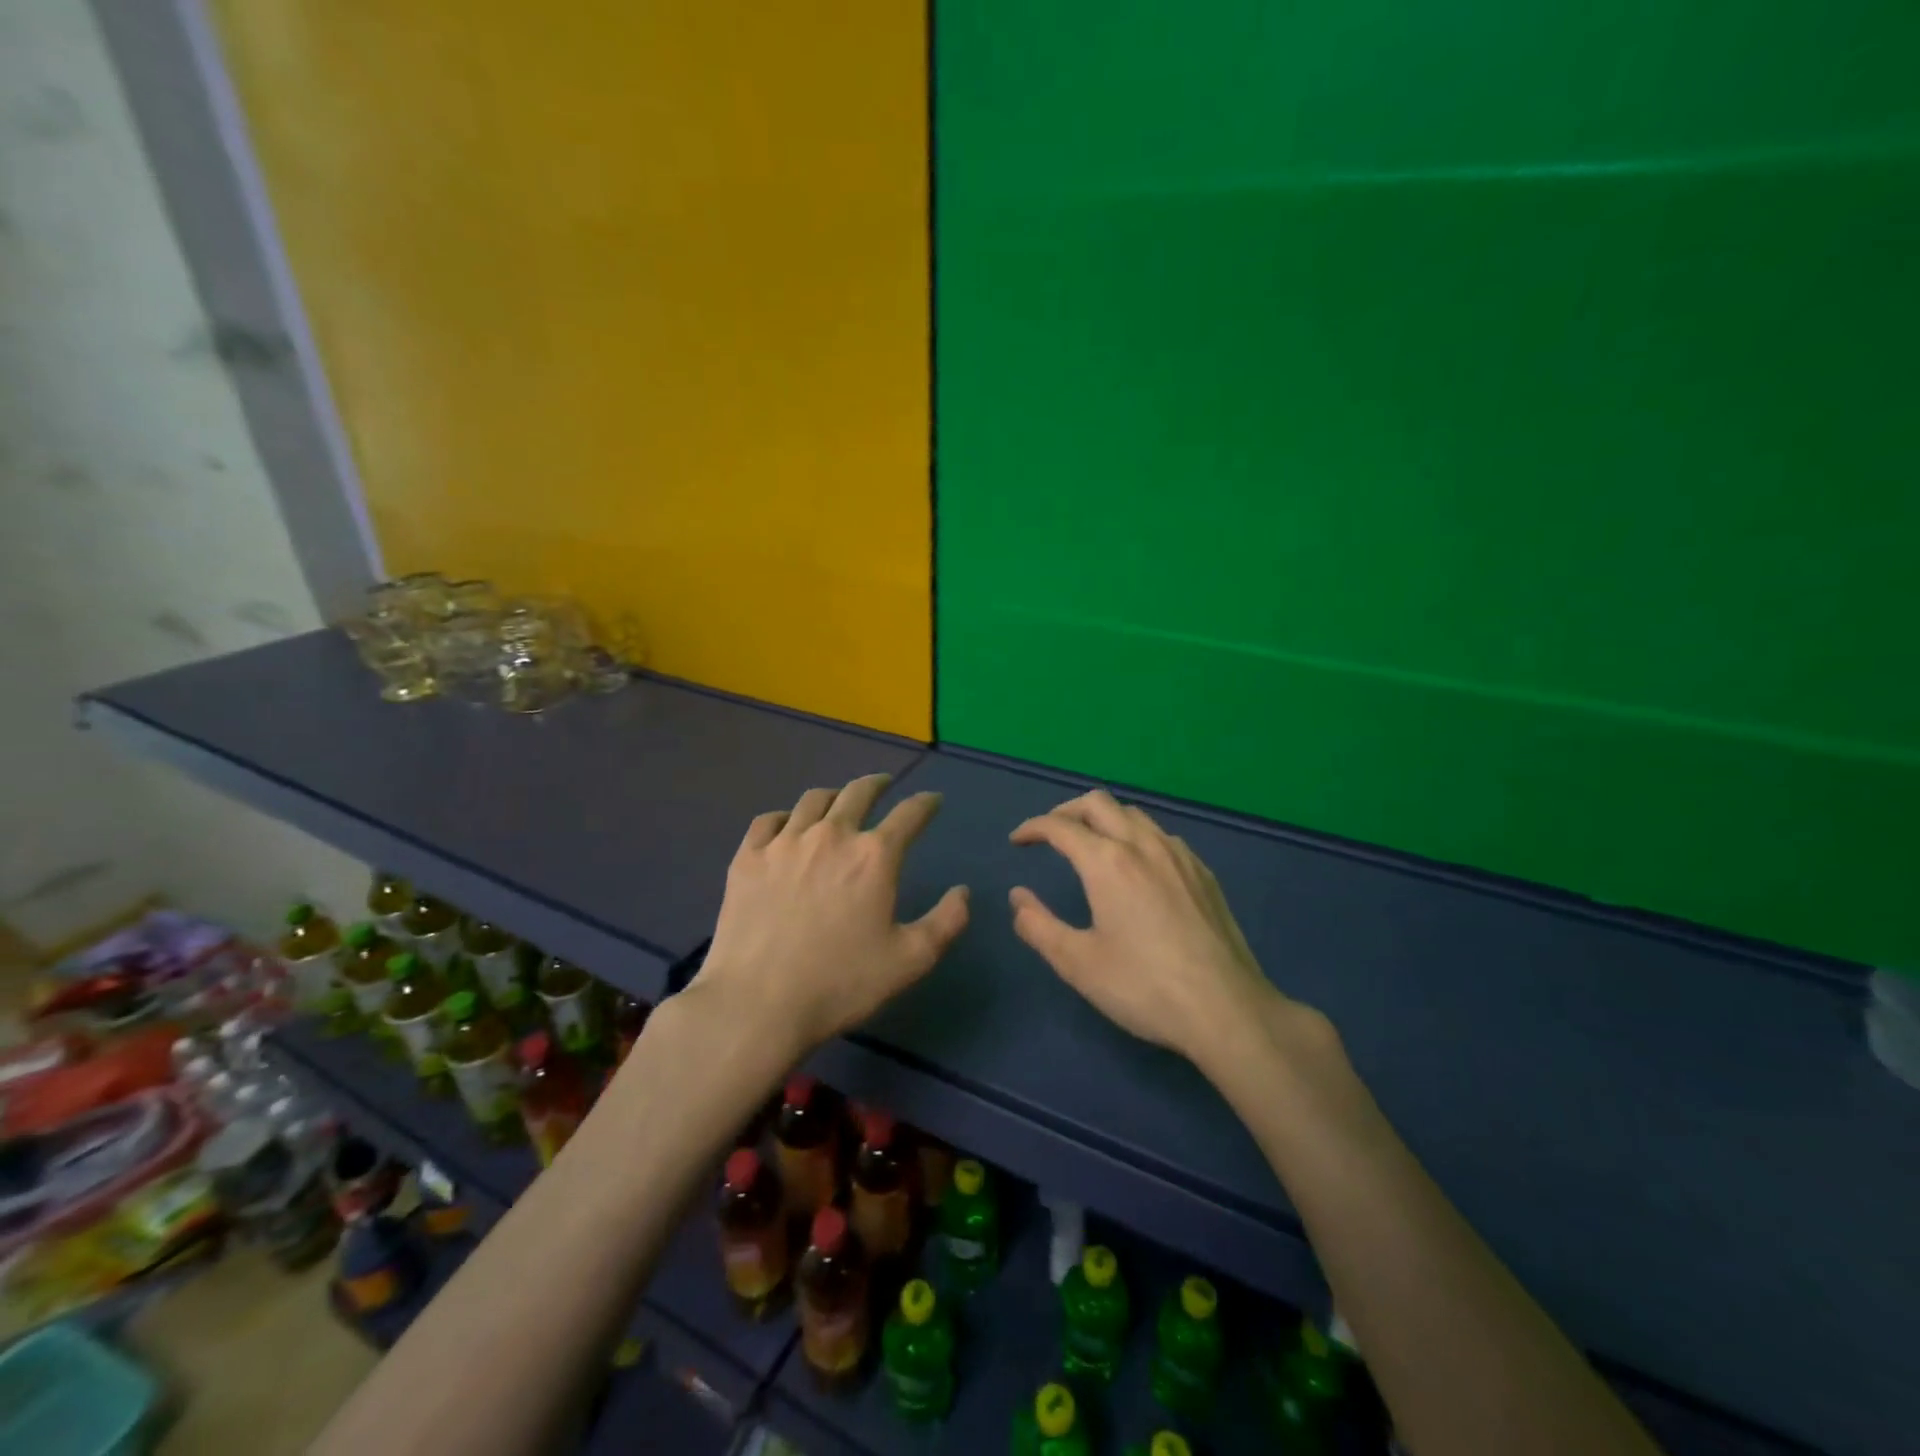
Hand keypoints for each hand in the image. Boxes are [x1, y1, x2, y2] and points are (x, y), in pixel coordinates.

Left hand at [692, 773, 969, 1055]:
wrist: (757, 1003)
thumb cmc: (840, 984)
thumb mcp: (910, 961)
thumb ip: (946, 922)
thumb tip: (962, 892)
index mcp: (875, 856)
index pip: (910, 813)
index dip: (926, 803)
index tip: (933, 801)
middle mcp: (832, 835)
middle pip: (859, 792)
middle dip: (878, 784)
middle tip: (884, 785)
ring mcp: (785, 842)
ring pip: (814, 800)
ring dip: (834, 796)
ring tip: (839, 802)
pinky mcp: (748, 857)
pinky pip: (769, 820)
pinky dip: (786, 817)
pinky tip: (788, 827)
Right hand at [1009, 789, 1289, 1064]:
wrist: (1227, 1009)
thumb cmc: (1144, 987)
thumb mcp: (1078, 964)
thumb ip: (1039, 926)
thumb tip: (1018, 897)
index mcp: (1108, 862)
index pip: (1061, 827)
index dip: (1033, 828)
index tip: (1017, 841)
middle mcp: (1143, 845)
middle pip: (1098, 803)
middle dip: (1067, 810)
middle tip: (1050, 834)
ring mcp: (1179, 855)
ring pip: (1134, 814)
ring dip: (1103, 819)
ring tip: (1091, 846)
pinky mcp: (1203, 873)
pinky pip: (1161, 836)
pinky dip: (1136, 836)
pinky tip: (1138, 867)